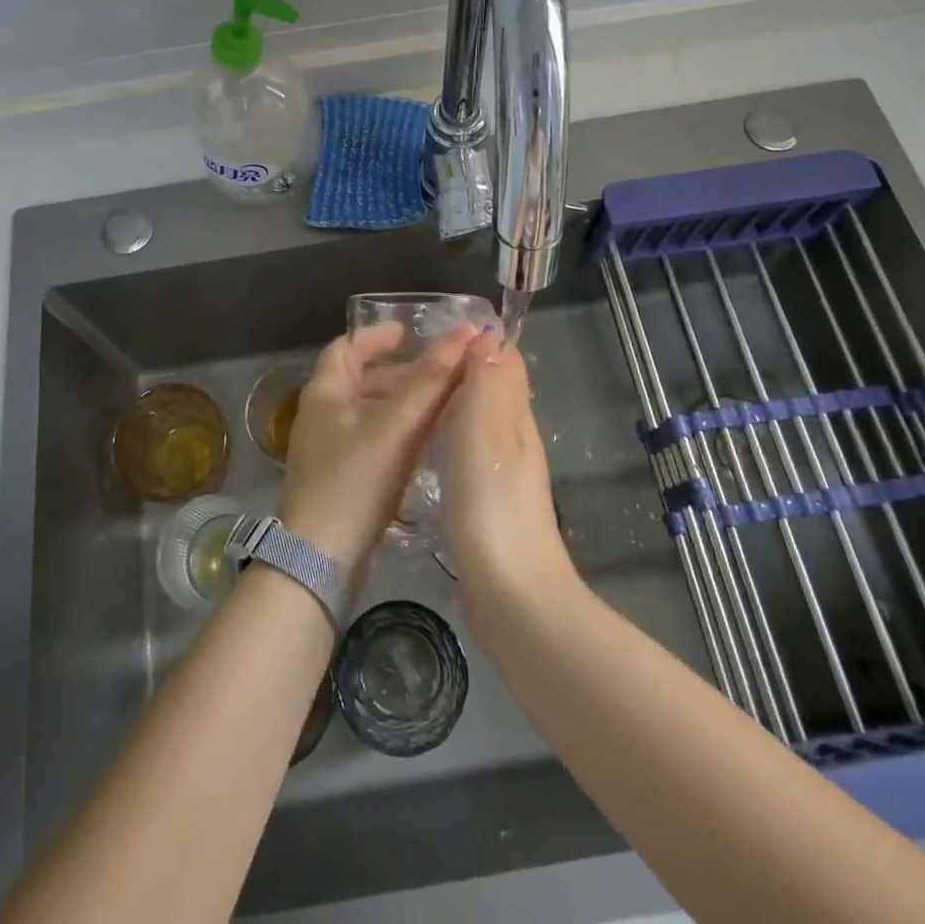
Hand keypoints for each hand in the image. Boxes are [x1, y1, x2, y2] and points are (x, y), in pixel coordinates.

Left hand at [279, 322, 477, 567]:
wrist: (320, 561)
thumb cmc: (353, 481)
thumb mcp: (394, 426)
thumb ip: (430, 381)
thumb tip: (466, 333)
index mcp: (324, 392)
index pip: (348, 346)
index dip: (379, 336)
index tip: (412, 332)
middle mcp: (323, 414)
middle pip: (363, 378)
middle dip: (403, 370)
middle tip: (443, 369)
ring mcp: (330, 448)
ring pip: (372, 410)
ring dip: (405, 401)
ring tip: (446, 401)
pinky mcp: (342, 477)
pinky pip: (374, 439)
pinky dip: (400, 430)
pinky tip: (430, 439)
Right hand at [438, 331, 575, 610]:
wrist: (510, 592)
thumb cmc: (491, 502)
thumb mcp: (487, 429)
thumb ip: (489, 381)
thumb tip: (488, 333)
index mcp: (515, 416)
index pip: (503, 362)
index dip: (476, 343)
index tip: (434, 334)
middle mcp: (513, 438)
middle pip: (492, 389)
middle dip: (460, 371)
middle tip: (411, 366)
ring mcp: (502, 473)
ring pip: (478, 422)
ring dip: (452, 405)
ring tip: (410, 400)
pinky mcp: (487, 503)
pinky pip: (467, 453)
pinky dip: (449, 439)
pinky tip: (424, 450)